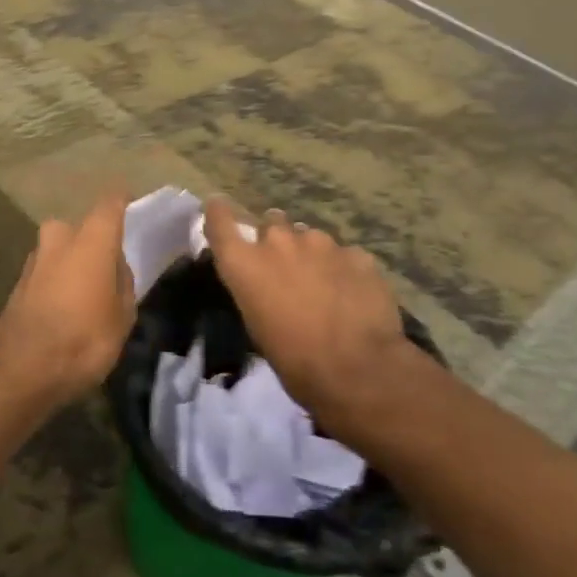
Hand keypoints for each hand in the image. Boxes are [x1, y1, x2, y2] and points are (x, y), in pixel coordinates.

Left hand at [0, 191, 134, 409]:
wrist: (19, 371)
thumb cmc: (83, 339)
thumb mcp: (122, 316)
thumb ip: (123, 283)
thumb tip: (115, 267)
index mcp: (91, 239)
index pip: (110, 203)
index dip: (123, 201)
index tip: (133, 203)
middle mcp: (59, 238)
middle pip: (81, 228)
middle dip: (94, 241)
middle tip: (109, 266)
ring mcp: (33, 259)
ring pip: (61, 249)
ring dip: (73, 263)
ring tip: (88, 293)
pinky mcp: (17, 283)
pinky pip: (47, 272)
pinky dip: (58, 282)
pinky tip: (66, 308)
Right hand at [201, 200, 424, 431]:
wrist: (357, 369)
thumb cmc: (294, 360)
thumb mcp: (258, 326)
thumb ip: (256, 289)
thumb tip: (267, 283)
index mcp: (245, 264)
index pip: (220, 220)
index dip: (219, 212)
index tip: (219, 207)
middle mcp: (278, 242)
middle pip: (272, 222)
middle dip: (276, 239)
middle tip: (286, 267)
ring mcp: (321, 243)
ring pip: (311, 238)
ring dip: (312, 255)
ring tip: (324, 285)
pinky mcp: (357, 254)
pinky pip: (344, 256)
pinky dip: (344, 270)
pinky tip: (353, 295)